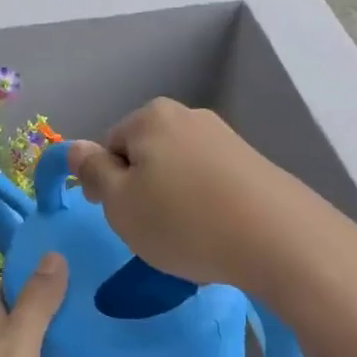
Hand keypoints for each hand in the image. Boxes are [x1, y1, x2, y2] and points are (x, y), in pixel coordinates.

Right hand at [69, 101, 320, 293]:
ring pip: (178, 171)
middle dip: (142, 190)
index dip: (106, 184)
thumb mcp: (120, 203)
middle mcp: (188, 116)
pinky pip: (210, 183)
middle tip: (153, 229)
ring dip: (174, 199)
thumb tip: (76, 147)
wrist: (280, 240)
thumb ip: (92, 172)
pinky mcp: (254, 163)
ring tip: (189, 236)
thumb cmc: (184, 221)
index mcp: (150, 117)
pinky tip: (217, 232)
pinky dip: (205, 205)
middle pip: (145, 155)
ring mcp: (225, 138)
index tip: (122, 217)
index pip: (109, 146)